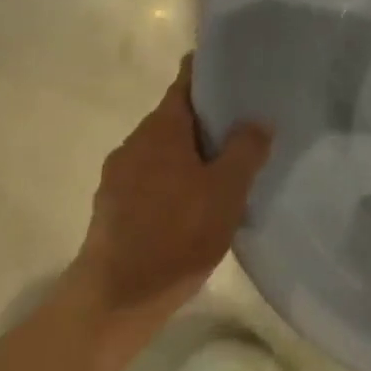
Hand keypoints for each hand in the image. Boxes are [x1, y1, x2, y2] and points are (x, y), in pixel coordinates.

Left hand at [74, 55, 272, 318]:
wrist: (114, 300)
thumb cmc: (176, 235)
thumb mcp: (226, 191)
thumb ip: (246, 150)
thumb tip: (257, 120)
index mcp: (161, 129)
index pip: (186, 81)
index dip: (212, 71)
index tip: (239, 70)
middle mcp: (135, 143)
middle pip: (177, 116)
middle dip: (210, 118)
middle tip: (248, 125)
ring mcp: (118, 176)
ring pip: (164, 150)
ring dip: (193, 153)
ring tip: (228, 167)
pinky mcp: (112, 207)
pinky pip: (152, 177)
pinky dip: (176, 179)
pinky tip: (197, 203)